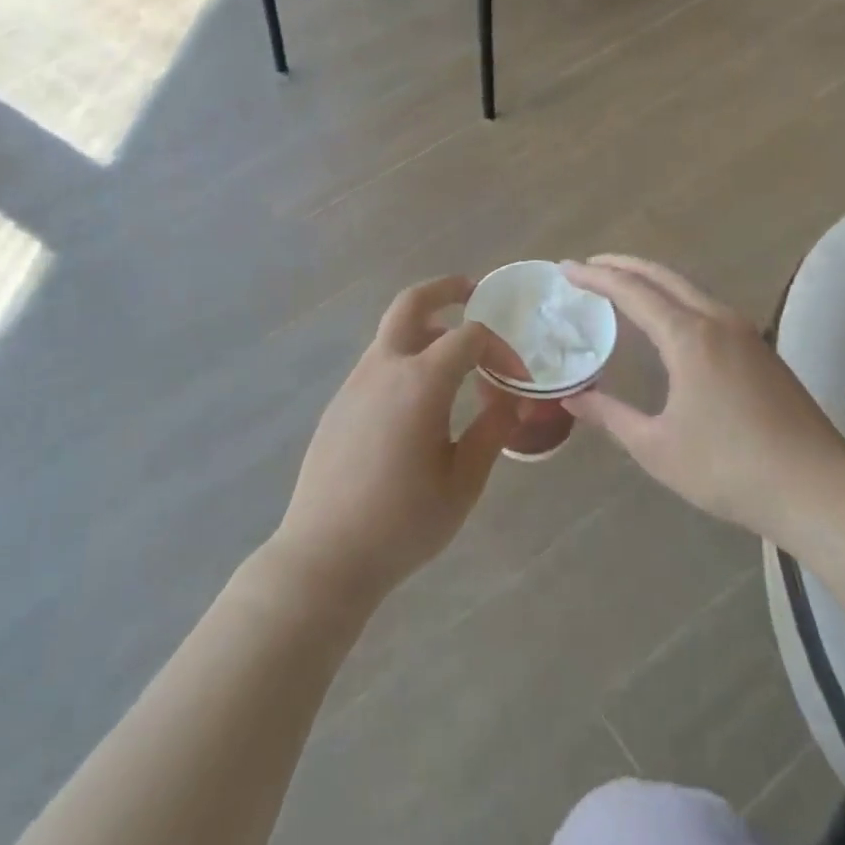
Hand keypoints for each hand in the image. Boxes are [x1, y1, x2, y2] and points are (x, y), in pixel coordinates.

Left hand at [272, 276, 524, 602]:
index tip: (519, 379)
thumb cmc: (403, 522)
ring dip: (426, 328)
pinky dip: (406, 358)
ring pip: (392, 333)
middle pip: (411, 304)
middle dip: (444, 290)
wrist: (324, 554)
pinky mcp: (339, 403)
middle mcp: (384, 368)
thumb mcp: (463, 482)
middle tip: (472, 291)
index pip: (470, 338)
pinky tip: (420, 399)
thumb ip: (492, 431)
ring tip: (456, 356)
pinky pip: (378, 363)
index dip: (502, 349)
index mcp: (420, 382)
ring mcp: (355, 383)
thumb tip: (514, 400)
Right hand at [562, 256, 844, 543]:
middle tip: (590, 266)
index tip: (566, 269)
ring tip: (624, 288)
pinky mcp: (762, 351)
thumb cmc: (729, 469)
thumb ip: (610, 416)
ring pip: (690, 290)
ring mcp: (746, 334)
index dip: (596, 278)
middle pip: (663, 277)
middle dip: (624, 266)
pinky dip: (677, 301)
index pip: (632, 292)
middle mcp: (718, 321)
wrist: (818, 489)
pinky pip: (708, 308)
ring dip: (653, 281)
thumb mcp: (657, 447)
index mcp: (689, 337)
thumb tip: (572, 398)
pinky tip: (670, 322)